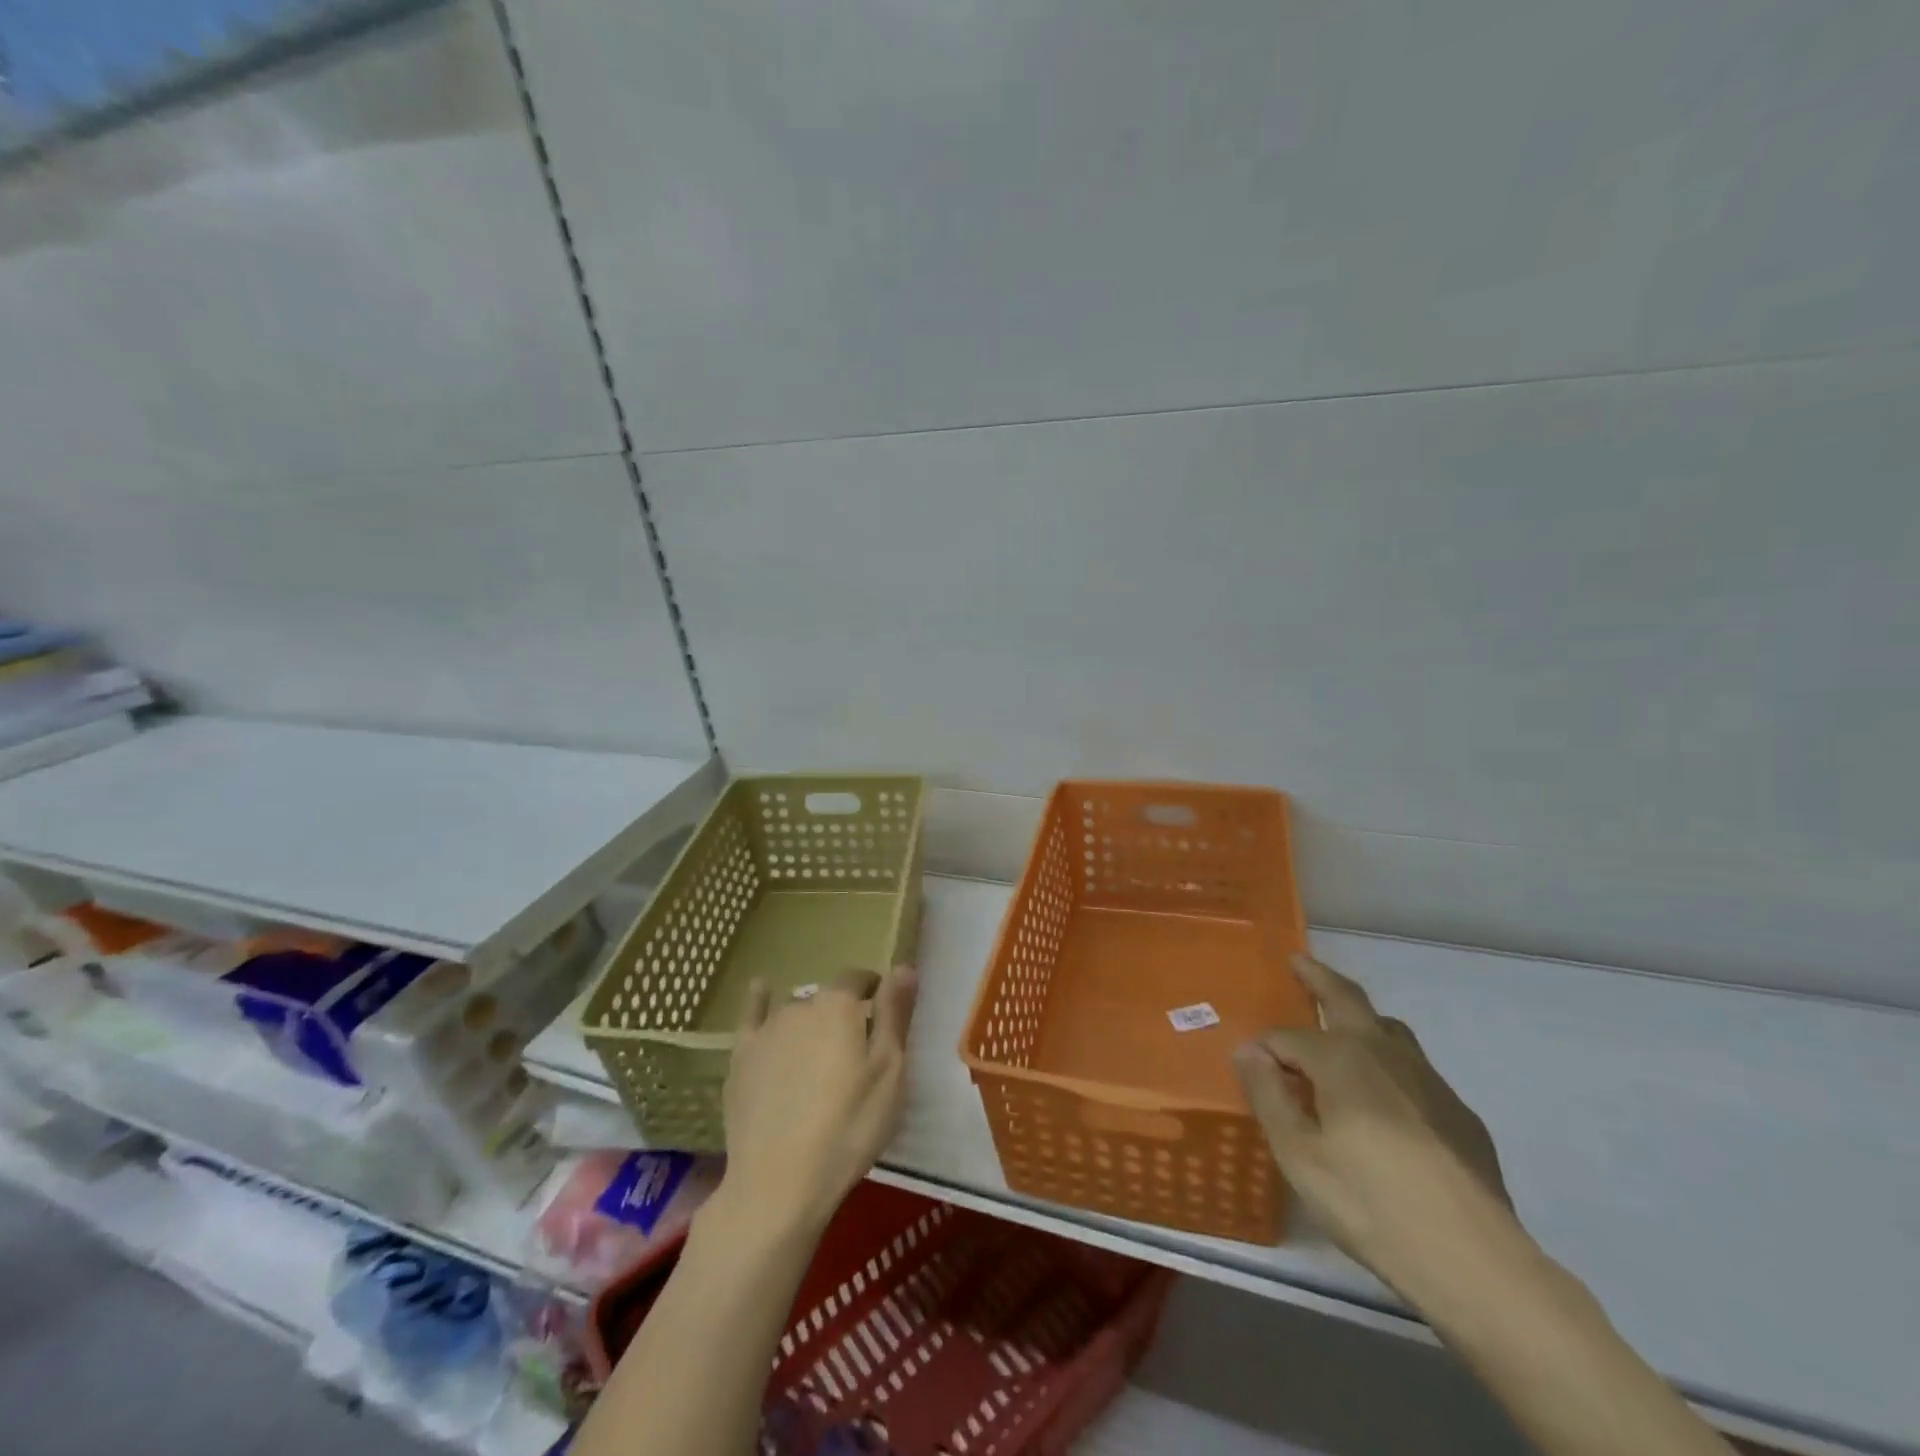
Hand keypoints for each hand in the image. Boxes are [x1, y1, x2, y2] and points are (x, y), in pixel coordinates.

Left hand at [721, 966, 917, 1236]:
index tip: (884, 1012)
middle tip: (855, 1050)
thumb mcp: (889, 1072)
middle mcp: (800, 1005)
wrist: (779, 1182)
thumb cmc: (848, 1127)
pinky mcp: (741, 1057)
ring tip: (820, 1054)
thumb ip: (895, 1014)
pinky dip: (759, 1001)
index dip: (875, 990)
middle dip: (843, 1013)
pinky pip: (752, 1016)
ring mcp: (766, 1030)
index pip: (860, 978)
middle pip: (828, 998)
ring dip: (811, 1021)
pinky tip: (760, 990)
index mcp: (839, 1005)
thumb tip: (904, 966)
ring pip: (796, 1011)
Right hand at [1234, 953, 1515, 1297]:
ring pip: (1388, 1029)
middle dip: (1319, 977)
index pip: (1286, 1038)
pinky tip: (1385, 1101)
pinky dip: (1388, 1063)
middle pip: (1348, 998)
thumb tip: (1248, 1050)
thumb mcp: (1298, 1154)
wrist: (1475, 1261)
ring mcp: (1429, 1080)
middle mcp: (1385, 1053)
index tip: (1250, 1070)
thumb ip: (1268, 1095)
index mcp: (1341, 1058)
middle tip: (1299, 961)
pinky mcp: (1459, 1113)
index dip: (1264, 1051)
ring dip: (1359, 1018)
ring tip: (1341, 1028)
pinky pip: (1413, 1069)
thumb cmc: (1370, 1203)